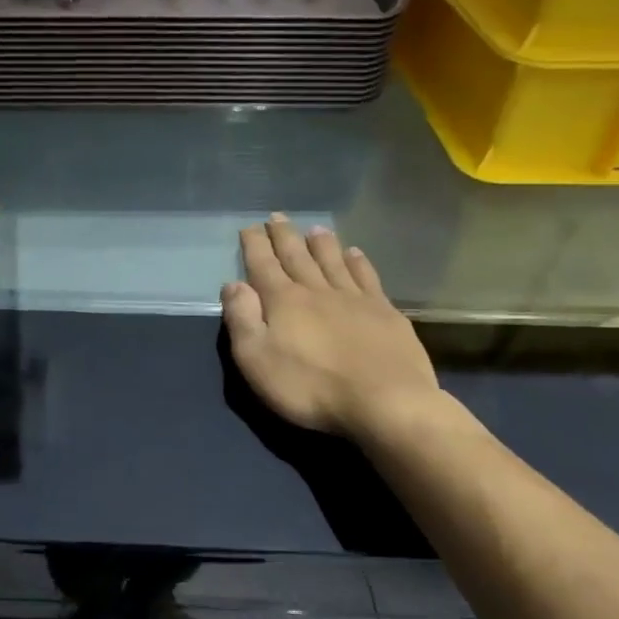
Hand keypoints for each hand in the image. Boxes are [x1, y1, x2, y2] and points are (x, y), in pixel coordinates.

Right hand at [222, 215, 441, 440]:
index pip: (263, 265)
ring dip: (321, 243)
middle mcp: (317, 290)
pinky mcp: (384, 312)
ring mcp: (354, 298)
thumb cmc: (311, 387)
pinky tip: (355, 253)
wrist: (385, 401)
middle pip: (297, 256)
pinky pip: (367, 277)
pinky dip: (358, 262)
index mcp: (283, 301)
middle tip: (276, 217)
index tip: (248, 227)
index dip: (254, 245)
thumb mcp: (257, 360)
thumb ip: (242, 319)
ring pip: (333, 261)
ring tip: (314, 228)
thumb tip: (233, 285)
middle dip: (283, 236)